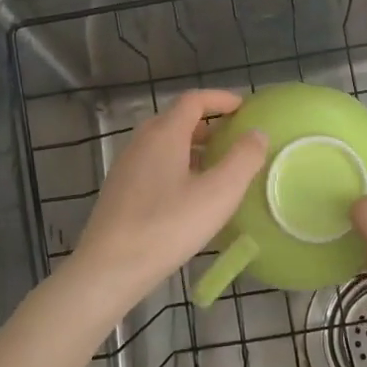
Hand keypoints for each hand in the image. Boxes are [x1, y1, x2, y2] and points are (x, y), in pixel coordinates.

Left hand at [65, 90, 267, 314]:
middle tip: (235, 139)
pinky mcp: (120, 190)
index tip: (244, 108)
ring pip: (164, 143)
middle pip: (177, 119)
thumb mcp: (218, 193)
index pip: (193, 100)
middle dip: (209, 124)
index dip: (220, 99)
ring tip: (217, 168)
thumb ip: (243, 159)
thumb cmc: (168, 226)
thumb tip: (257, 133)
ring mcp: (127, 166)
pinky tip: (190, 195)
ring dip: (193, 146)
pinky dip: (177, 165)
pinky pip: (154, 164)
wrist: (109, 268)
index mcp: (164, 133)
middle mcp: (141, 141)